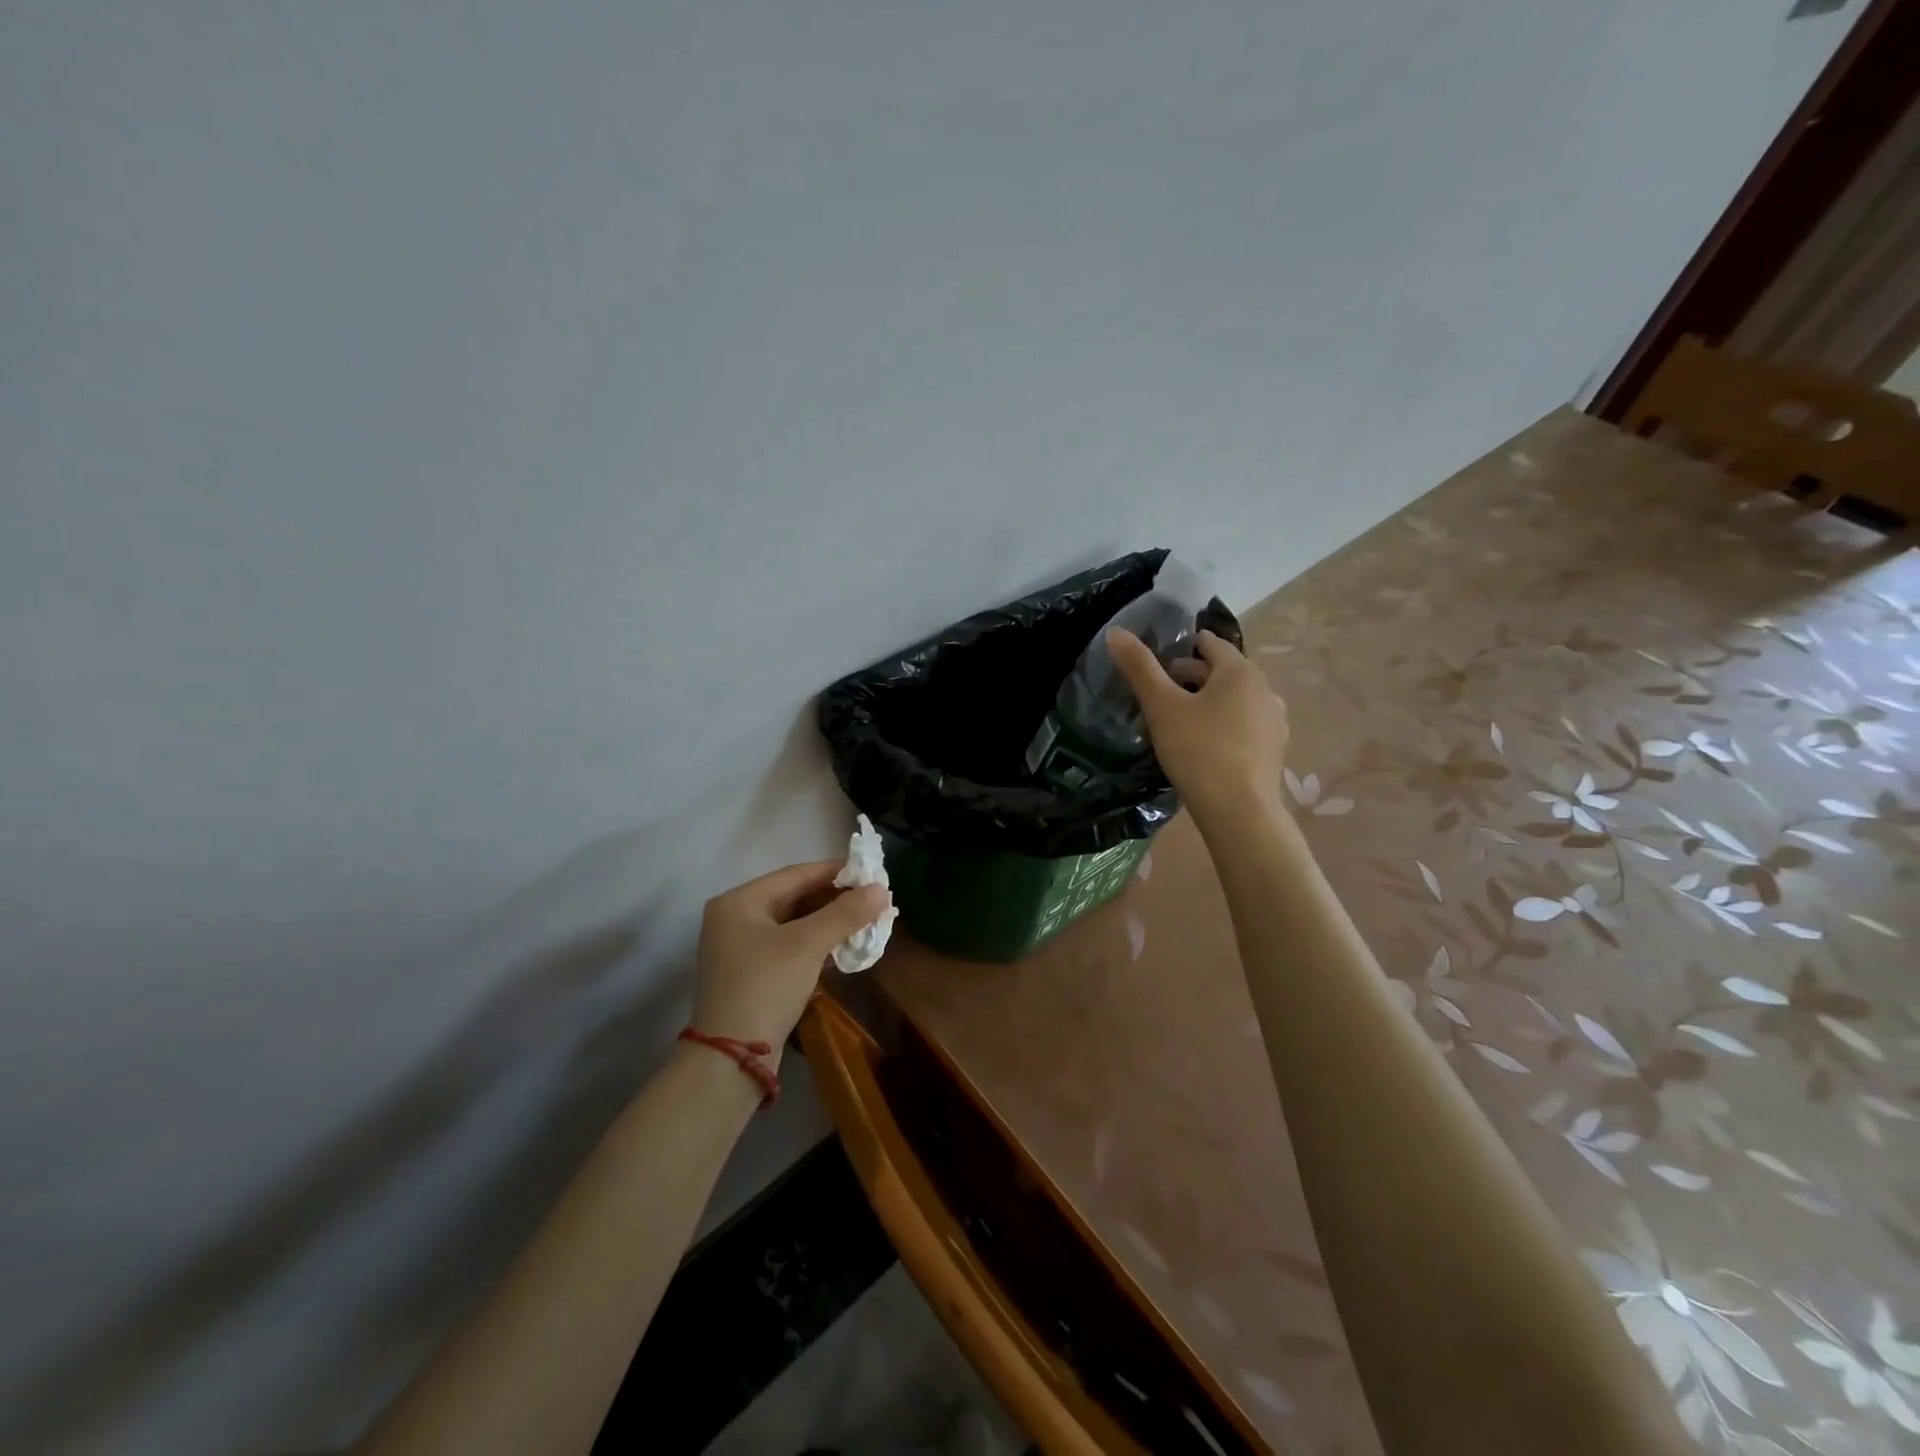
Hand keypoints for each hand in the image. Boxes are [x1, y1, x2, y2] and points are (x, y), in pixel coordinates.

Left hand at [692, 861, 890, 1058]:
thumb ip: (845, 913)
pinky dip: (816, 944)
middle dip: (835, 899)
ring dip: (829, 922)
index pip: (795, 874)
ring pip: (793, 923)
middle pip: (794, 898)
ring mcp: (740, 949)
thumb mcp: (807, 945)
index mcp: (739, 901)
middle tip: (872, 897)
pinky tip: (844, 948)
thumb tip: (881, 889)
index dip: (835, 871)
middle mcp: (735, 918)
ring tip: (866, 920)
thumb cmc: (765, 987)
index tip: (870, 871)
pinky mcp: (751, 974)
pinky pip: (789, 946)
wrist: (731, 1059)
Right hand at [1109, 627, 1288, 823]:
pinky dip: (1224, 724)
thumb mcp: (1161, 707)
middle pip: (1224, 671)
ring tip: (1180, 718)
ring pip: (1235, 699)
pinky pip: (1245, 724)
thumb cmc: (1198, 751)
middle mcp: (1264, 689)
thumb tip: (1116, 632)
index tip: (1158, 660)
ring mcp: (1274, 721)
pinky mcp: (1274, 749)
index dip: (1182, 647)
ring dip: (1209, 701)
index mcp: (1240, 671)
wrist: (1239, 812)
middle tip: (1160, 691)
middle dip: (1192, 675)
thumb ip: (1139, 668)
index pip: (1210, 643)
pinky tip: (1204, 744)